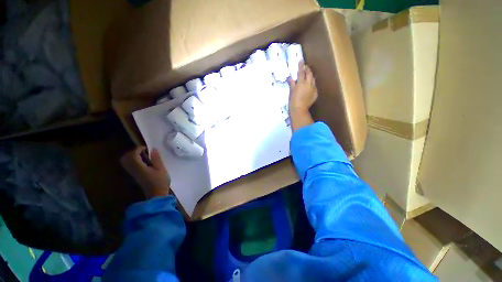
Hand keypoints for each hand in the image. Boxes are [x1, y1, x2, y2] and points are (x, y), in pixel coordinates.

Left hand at [120, 147, 170, 198]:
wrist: (156, 195)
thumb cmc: (160, 182)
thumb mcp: (161, 169)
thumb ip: (156, 159)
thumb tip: (153, 149)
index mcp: (139, 167)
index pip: (132, 155)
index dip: (138, 149)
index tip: (147, 148)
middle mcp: (133, 170)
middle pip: (126, 157)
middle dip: (133, 152)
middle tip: (144, 151)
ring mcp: (132, 173)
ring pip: (126, 161)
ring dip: (133, 156)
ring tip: (144, 156)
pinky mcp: (134, 175)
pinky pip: (129, 165)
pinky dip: (133, 160)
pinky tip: (143, 162)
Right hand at [287, 60, 317, 113]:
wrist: (299, 109)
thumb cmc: (293, 101)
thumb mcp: (291, 92)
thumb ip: (292, 84)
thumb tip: (290, 78)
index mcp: (301, 83)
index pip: (301, 72)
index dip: (301, 66)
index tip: (301, 60)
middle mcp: (308, 84)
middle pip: (309, 74)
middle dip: (308, 70)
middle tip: (306, 67)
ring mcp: (313, 88)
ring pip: (313, 79)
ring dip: (311, 76)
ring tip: (308, 76)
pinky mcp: (315, 93)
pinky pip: (314, 87)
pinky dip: (312, 85)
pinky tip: (310, 86)